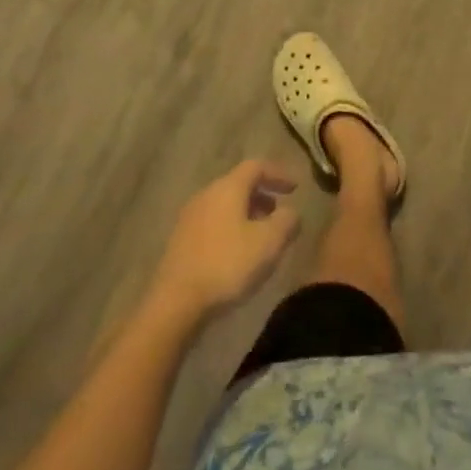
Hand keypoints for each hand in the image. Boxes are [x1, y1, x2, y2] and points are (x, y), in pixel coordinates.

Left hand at [148, 160, 300, 321]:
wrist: (174, 303)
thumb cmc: (226, 265)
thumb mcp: (268, 243)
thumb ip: (287, 222)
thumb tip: (292, 212)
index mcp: (228, 187)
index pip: (256, 166)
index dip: (278, 173)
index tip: (296, 188)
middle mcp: (207, 194)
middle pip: (239, 185)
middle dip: (262, 196)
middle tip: (279, 213)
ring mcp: (190, 217)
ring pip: (225, 205)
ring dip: (247, 214)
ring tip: (262, 237)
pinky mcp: (181, 241)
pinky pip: (213, 223)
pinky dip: (231, 229)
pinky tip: (238, 254)